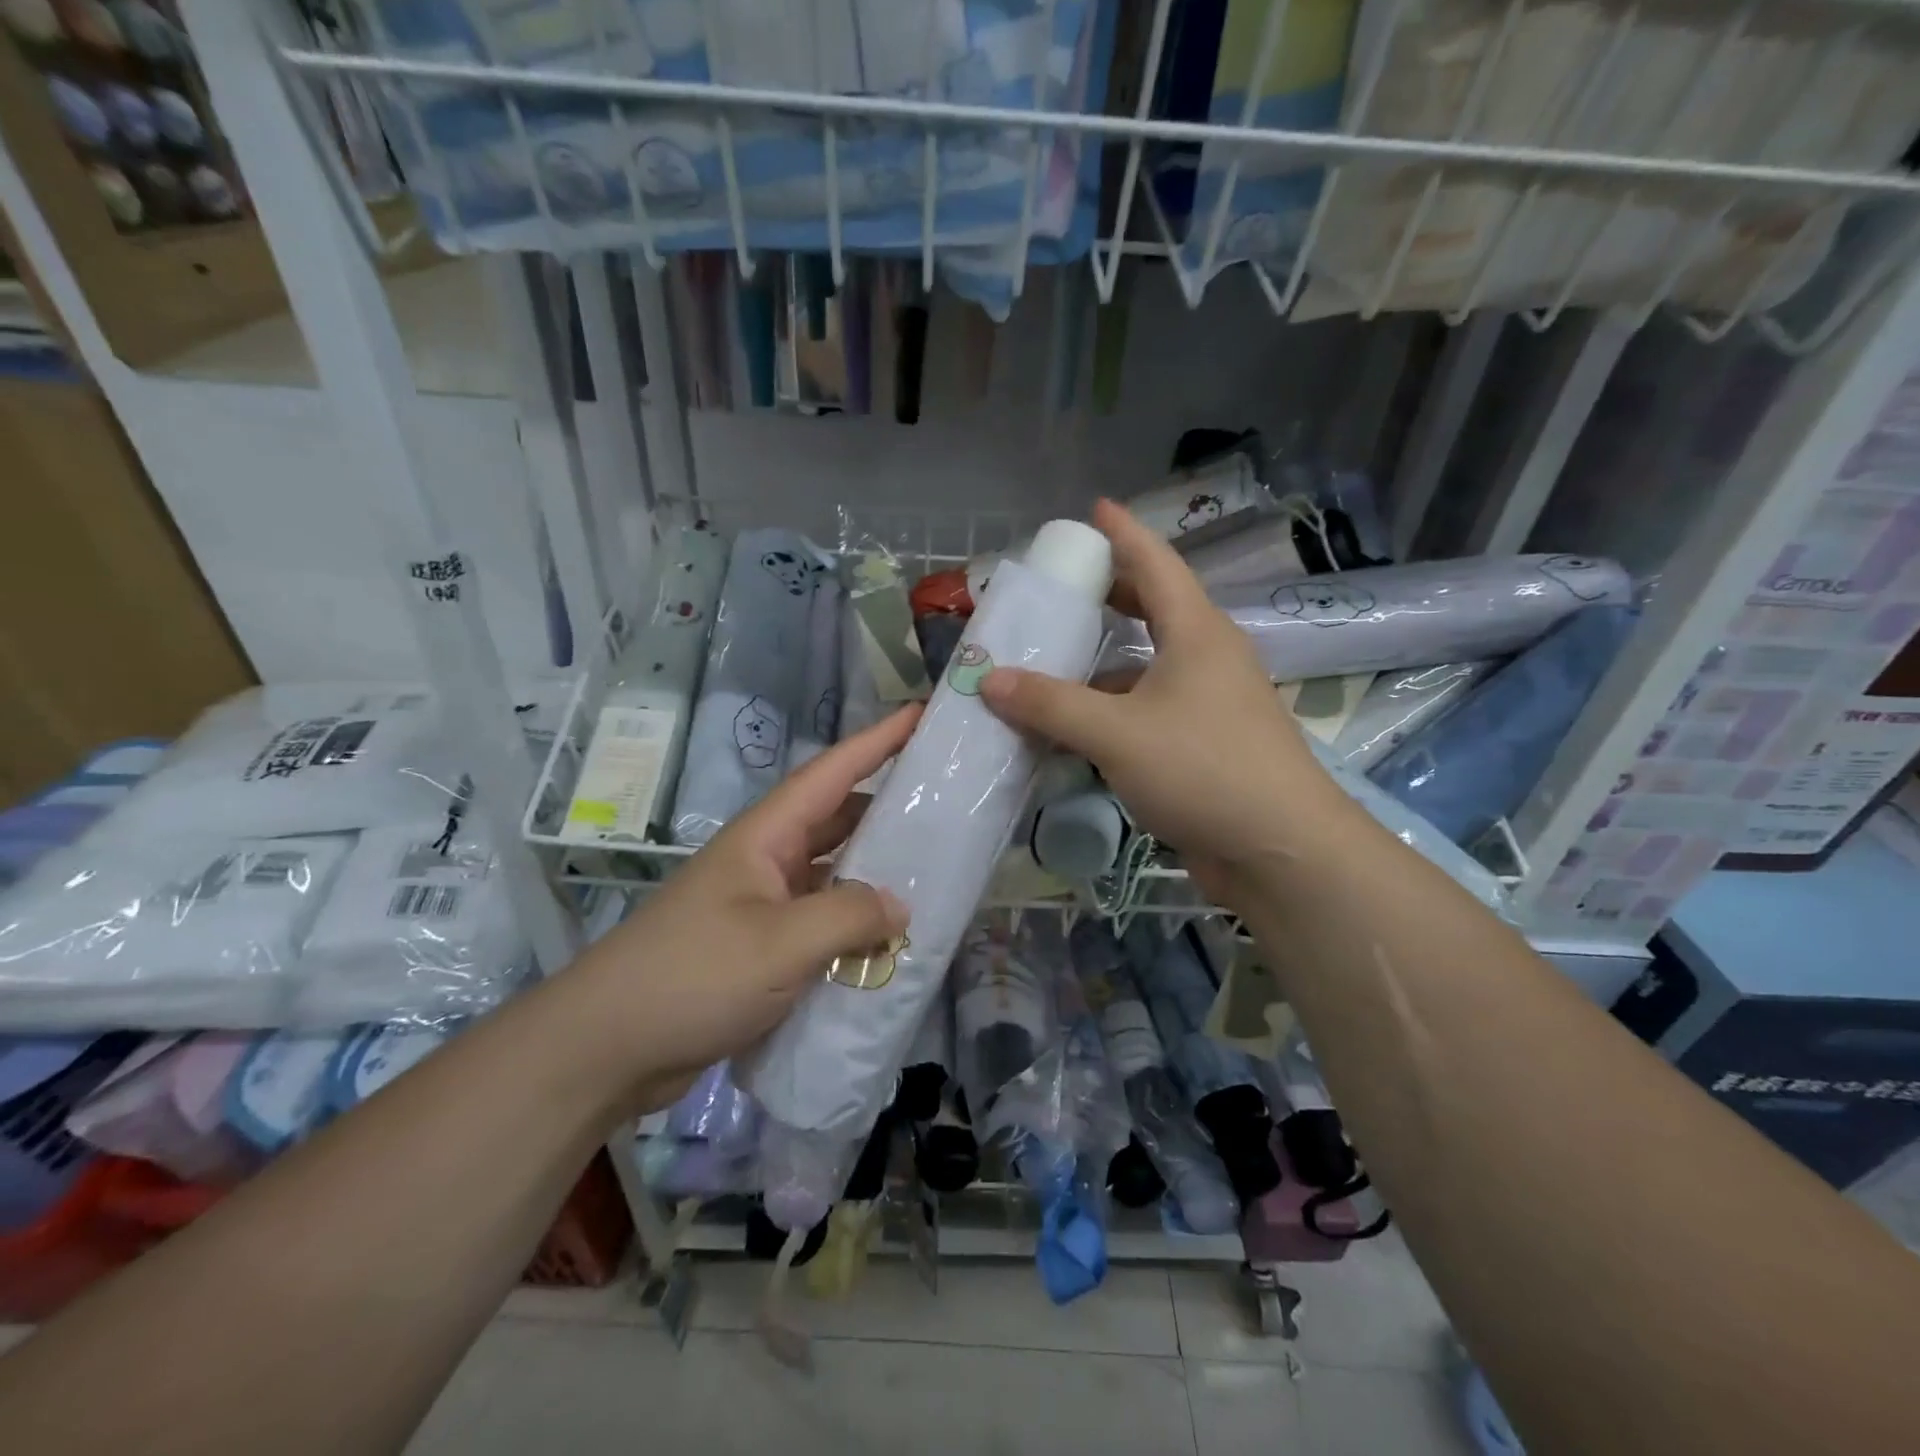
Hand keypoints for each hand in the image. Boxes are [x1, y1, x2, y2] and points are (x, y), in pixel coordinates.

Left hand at [568, 708, 916, 1114]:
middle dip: (886, 806)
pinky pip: (819, 921)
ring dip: (873, 872)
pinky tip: (886, 941)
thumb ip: (848, 916)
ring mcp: (760, 905)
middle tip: (944, 802)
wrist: (606, 1049)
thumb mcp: (780, 943)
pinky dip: (853, 924)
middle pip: (835, 819)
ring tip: (930, 871)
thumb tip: (900, 905)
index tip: (920, 715)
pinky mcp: (758, 948)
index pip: (831, 773)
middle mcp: (764, 861)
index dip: (877, 741)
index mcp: (765, 837)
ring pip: (830, 873)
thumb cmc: (693, 976)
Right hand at [980, 499, 1337, 887]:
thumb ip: (1051, 704)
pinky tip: (1077, 730)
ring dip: (1103, 665)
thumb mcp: (1117, 733)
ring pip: (1148, 668)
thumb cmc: (1203, 770)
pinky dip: (1112, 712)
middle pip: (1154, 611)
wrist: (1281, 851)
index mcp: (1195, 633)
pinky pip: (1149, 712)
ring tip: (1051, 664)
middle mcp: (1207, 658)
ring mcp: (1211, 704)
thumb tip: (990, 679)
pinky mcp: (1206, 746)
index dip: (1123, 533)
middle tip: (1062, 590)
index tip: (1095, 509)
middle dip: (1109, 596)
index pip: (1156, 563)